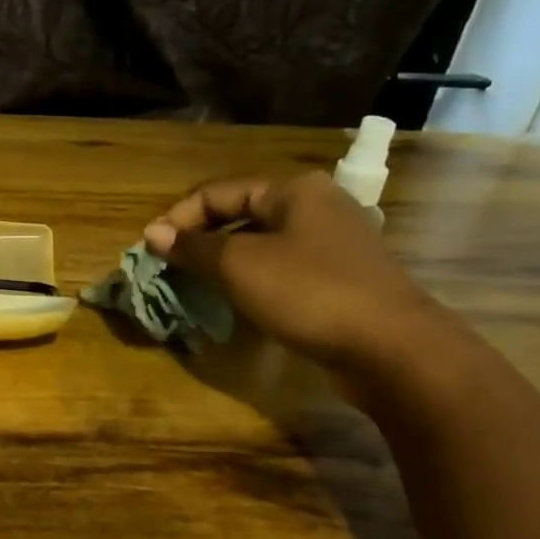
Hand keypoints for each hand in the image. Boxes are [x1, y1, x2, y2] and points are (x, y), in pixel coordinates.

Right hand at [143, 171, 455, 375]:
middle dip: (200, 240)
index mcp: (293, 190)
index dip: (178, 218)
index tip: (148, 249)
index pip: (217, 191)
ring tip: (195, 285)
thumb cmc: (309, 292)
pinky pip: (282, 269)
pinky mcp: (341, 278)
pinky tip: (237, 301)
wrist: (391, 347)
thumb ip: (193, 247)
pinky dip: (253, 280)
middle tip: (168, 268)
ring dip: (224, 262)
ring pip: (261, 244)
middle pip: (240, 214)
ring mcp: (333, 243)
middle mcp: (316, 207)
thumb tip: (153, 233)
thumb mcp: (239, 265)